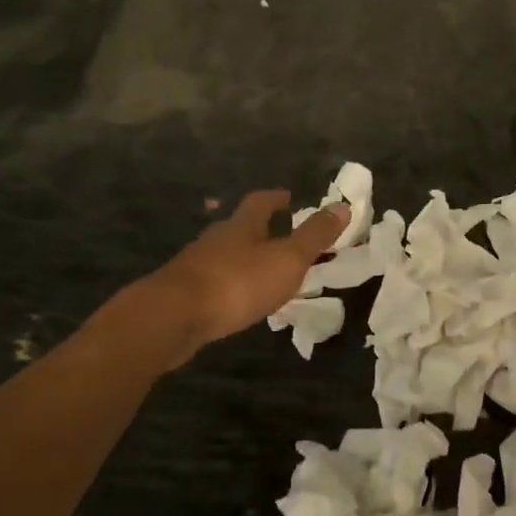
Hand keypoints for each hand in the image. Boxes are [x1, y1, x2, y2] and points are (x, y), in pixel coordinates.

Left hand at [147, 191, 347, 354]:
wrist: (172, 317)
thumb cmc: (237, 283)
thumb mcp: (287, 259)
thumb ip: (314, 236)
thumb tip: (342, 205)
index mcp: (242, 225)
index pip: (261, 202)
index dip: (277, 198)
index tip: (289, 198)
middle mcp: (216, 238)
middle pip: (240, 226)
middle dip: (260, 229)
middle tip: (281, 236)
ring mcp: (195, 265)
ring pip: (225, 255)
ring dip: (244, 259)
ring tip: (263, 272)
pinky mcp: (183, 293)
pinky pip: (212, 281)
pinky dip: (229, 285)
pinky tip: (236, 300)